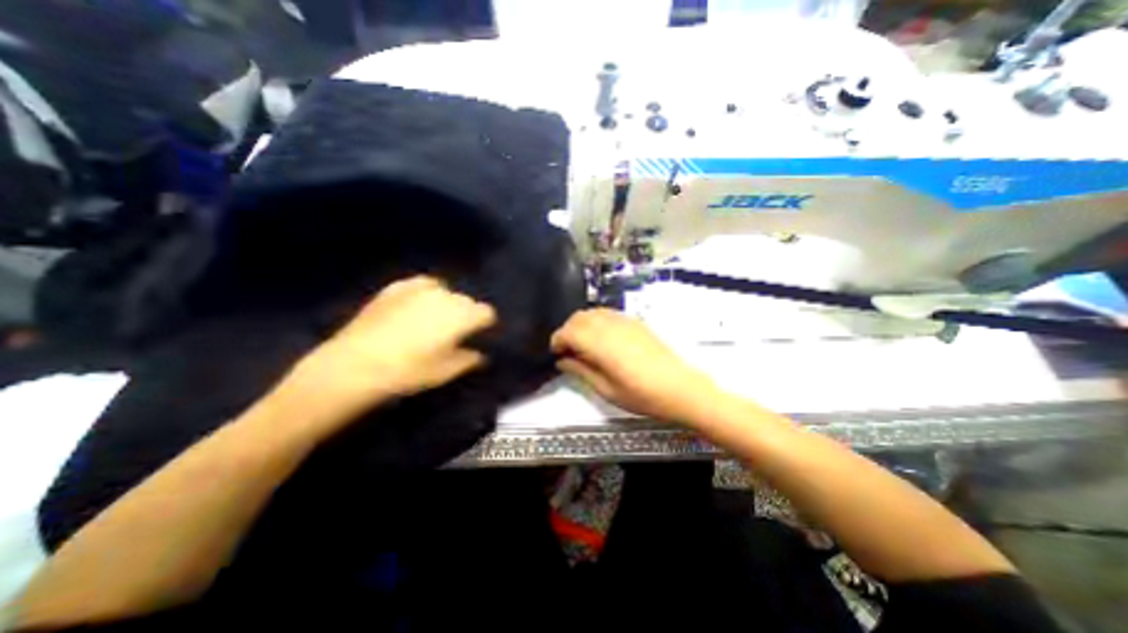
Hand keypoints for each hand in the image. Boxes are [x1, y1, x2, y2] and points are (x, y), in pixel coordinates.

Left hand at [280, 276, 494, 427]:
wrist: (355, 364)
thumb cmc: (409, 371)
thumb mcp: (446, 371)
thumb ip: (469, 359)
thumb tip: (480, 355)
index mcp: (462, 315)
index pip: (486, 313)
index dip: (484, 324)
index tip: (478, 335)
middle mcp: (446, 296)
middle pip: (466, 301)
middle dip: (465, 314)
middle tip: (453, 332)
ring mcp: (419, 288)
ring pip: (445, 291)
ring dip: (445, 303)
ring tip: (432, 319)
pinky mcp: (396, 287)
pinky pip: (420, 285)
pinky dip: (423, 293)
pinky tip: (413, 306)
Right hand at [554, 306, 722, 424]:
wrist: (680, 387)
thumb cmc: (642, 395)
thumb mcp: (607, 390)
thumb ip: (581, 371)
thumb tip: (562, 361)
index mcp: (600, 344)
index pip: (568, 332)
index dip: (557, 341)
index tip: (556, 355)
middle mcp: (610, 326)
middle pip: (578, 318)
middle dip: (567, 331)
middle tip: (568, 352)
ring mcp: (624, 321)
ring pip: (592, 312)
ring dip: (581, 325)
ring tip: (583, 345)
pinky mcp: (634, 321)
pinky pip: (607, 313)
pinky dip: (596, 321)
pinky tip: (601, 339)